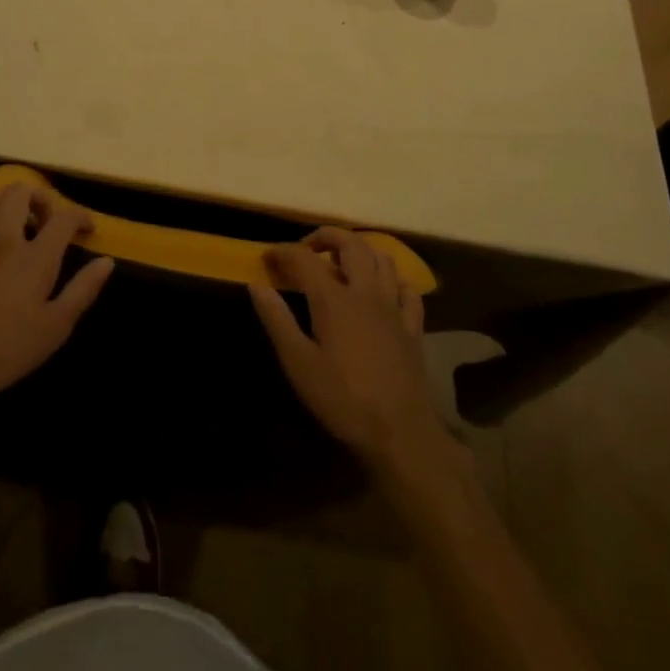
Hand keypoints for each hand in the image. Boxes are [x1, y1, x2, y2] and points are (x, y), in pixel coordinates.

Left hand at [0, 180, 113, 419]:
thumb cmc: (8, 349)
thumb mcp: (56, 327)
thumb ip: (83, 289)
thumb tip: (106, 261)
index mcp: (34, 257)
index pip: (63, 217)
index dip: (80, 216)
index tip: (87, 228)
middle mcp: (4, 239)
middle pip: (22, 191)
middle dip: (42, 198)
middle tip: (49, 222)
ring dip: (12, 201)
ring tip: (21, 226)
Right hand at [249, 227, 448, 472]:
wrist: (401, 435)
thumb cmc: (343, 400)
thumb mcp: (298, 363)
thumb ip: (277, 320)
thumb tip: (256, 284)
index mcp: (334, 299)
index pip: (304, 258)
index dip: (283, 251)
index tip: (267, 258)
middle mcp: (366, 292)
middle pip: (351, 243)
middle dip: (325, 236)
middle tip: (306, 248)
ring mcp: (394, 308)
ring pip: (382, 258)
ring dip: (360, 250)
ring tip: (342, 262)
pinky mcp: (413, 328)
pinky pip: (407, 290)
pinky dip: (393, 280)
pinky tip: (383, 290)